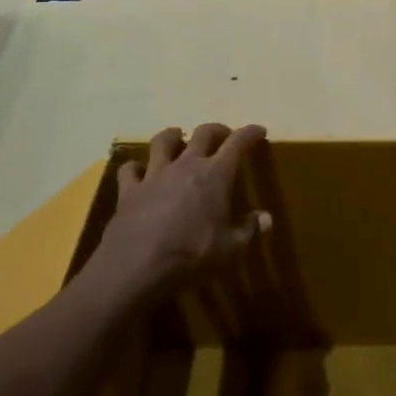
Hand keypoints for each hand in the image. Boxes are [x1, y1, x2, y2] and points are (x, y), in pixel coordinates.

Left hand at [96, 124, 269, 294]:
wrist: (137, 266)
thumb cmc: (191, 255)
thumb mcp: (230, 249)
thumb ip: (249, 230)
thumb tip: (266, 218)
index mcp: (215, 175)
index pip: (238, 143)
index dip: (250, 133)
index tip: (259, 130)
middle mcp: (185, 165)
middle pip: (202, 133)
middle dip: (217, 130)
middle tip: (223, 135)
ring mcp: (155, 174)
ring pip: (163, 141)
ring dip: (173, 136)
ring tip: (178, 138)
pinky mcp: (129, 190)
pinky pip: (130, 169)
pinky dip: (136, 168)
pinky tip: (139, 172)